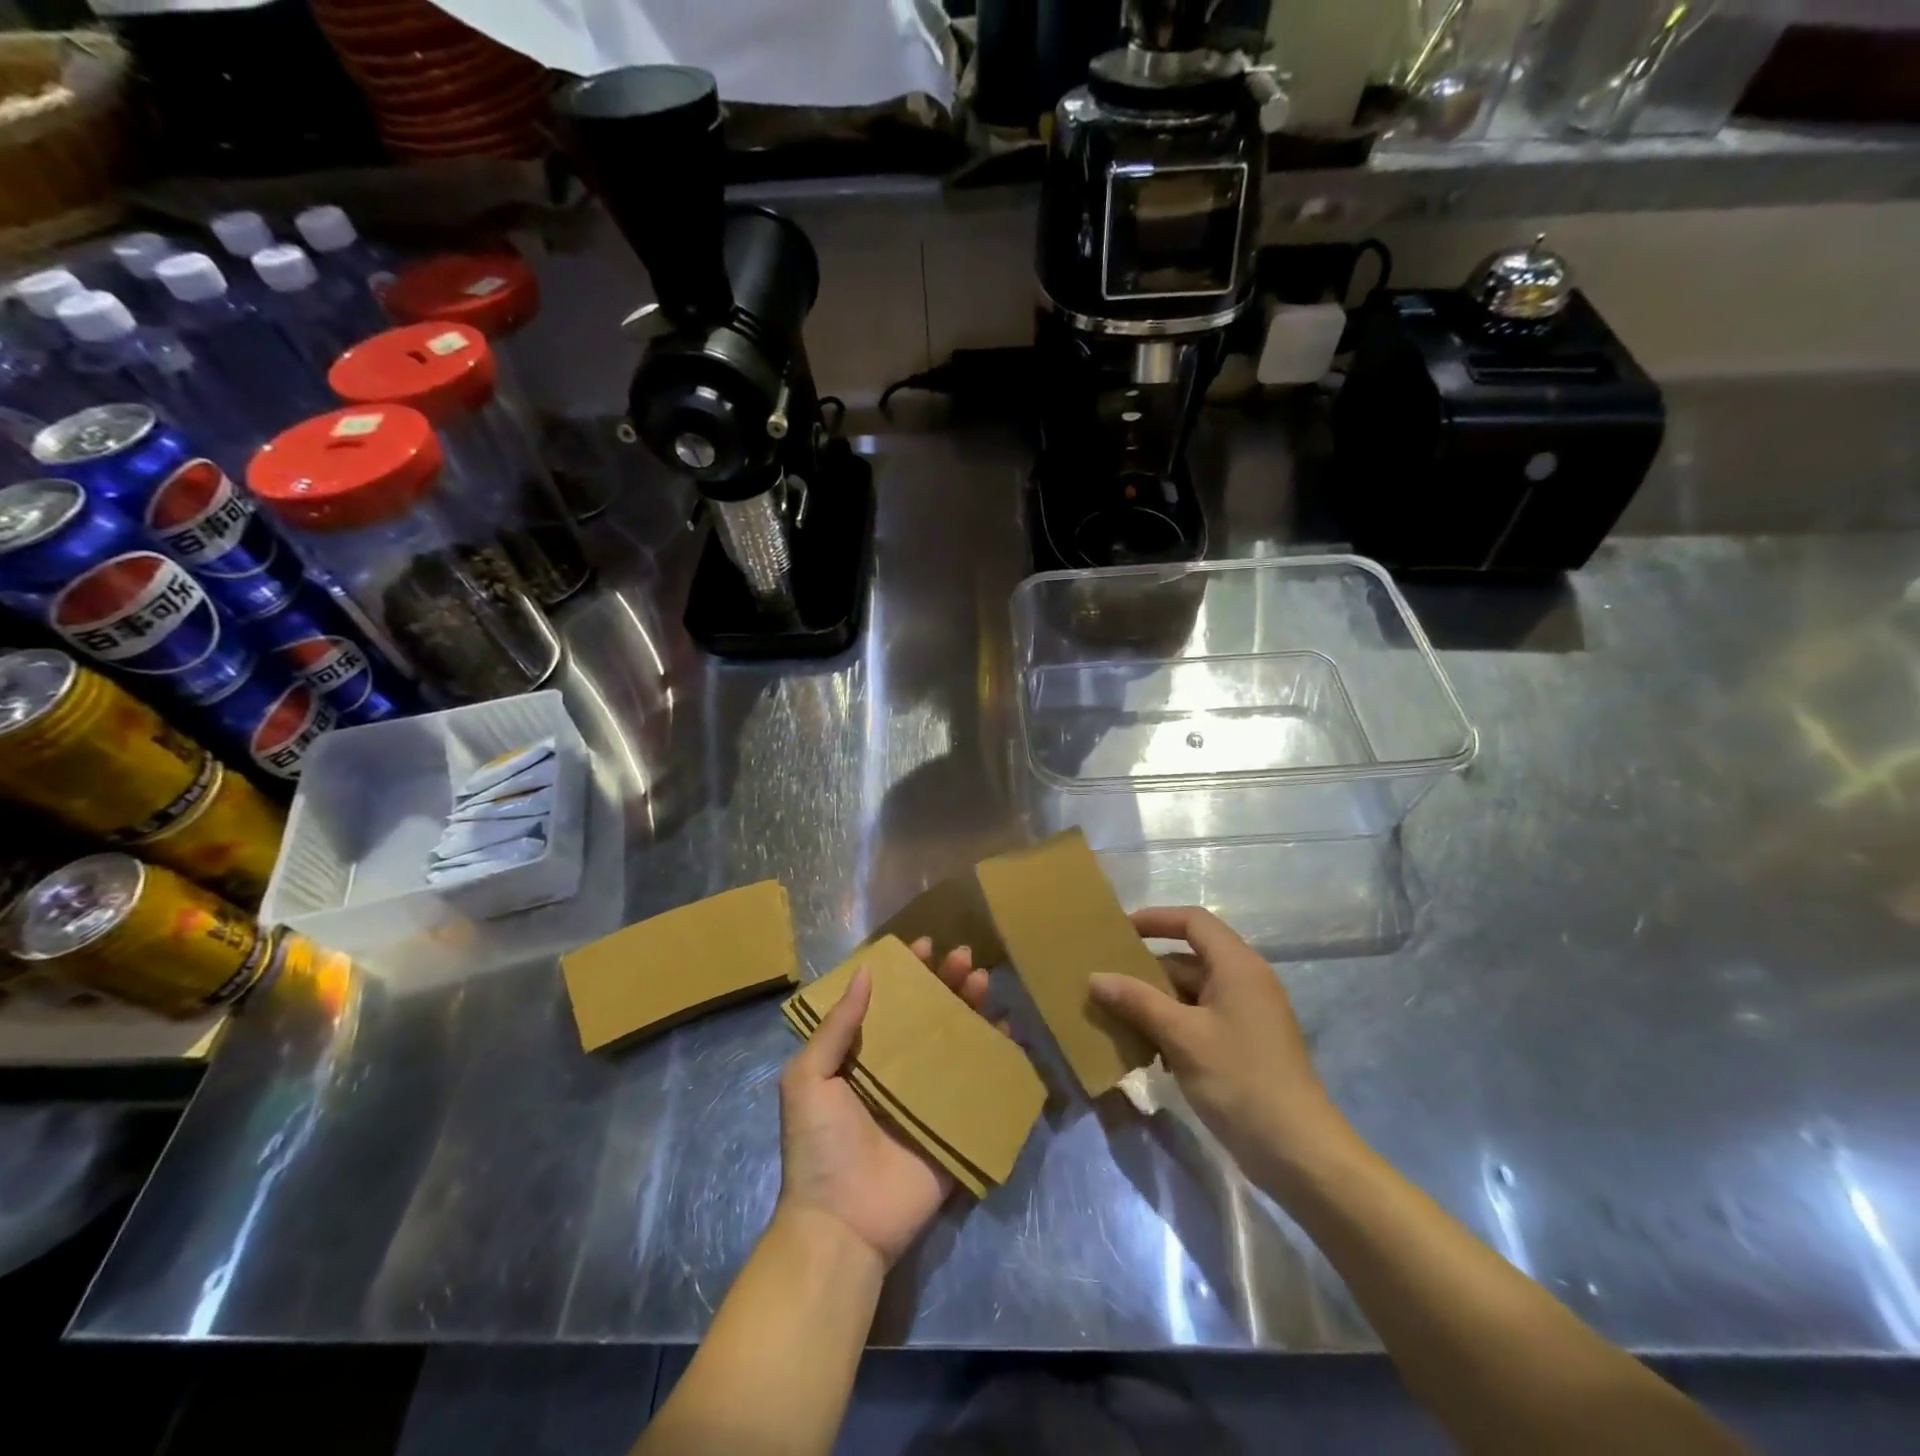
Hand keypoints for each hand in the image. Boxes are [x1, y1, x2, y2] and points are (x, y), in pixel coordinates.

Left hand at [776, 938, 992, 1269]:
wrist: (842, 1224)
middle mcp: (897, 1071)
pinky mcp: (954, 1126)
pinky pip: (979, 1084)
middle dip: (946, 983)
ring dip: (972, 1009)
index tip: (925, 946)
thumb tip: (865, 972)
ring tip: (984, 980)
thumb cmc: (819, 1145)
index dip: (907, 974)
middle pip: (928, 1016)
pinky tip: (1008, 1029)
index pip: (888, 1003)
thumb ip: (836, 1027)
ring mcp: (928, 1098)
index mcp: (861, 1058)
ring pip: (956, 1041)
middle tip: (964, 957)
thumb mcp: (808, 1078)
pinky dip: (996, 1055)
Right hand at [1090, 907, 1350, 1185]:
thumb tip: (1095, 977)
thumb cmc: (1240, 1079)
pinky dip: (1173, 1027)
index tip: (1118, 931)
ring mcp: (1247, 1015)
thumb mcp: (1182, 1036)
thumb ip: (1137, 1001)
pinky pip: (1200, 1020)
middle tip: (1106, 981)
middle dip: (1147, 970)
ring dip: (1156, 1003)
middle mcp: (1245, 981)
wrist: (1298, 1152)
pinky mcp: (1244, 1045)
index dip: (1156, 919)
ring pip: (1191, 993)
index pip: (1193, 921)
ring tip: (1116, 1017)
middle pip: (1189, 959)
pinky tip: (1146, 1050)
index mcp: (1237, 966)